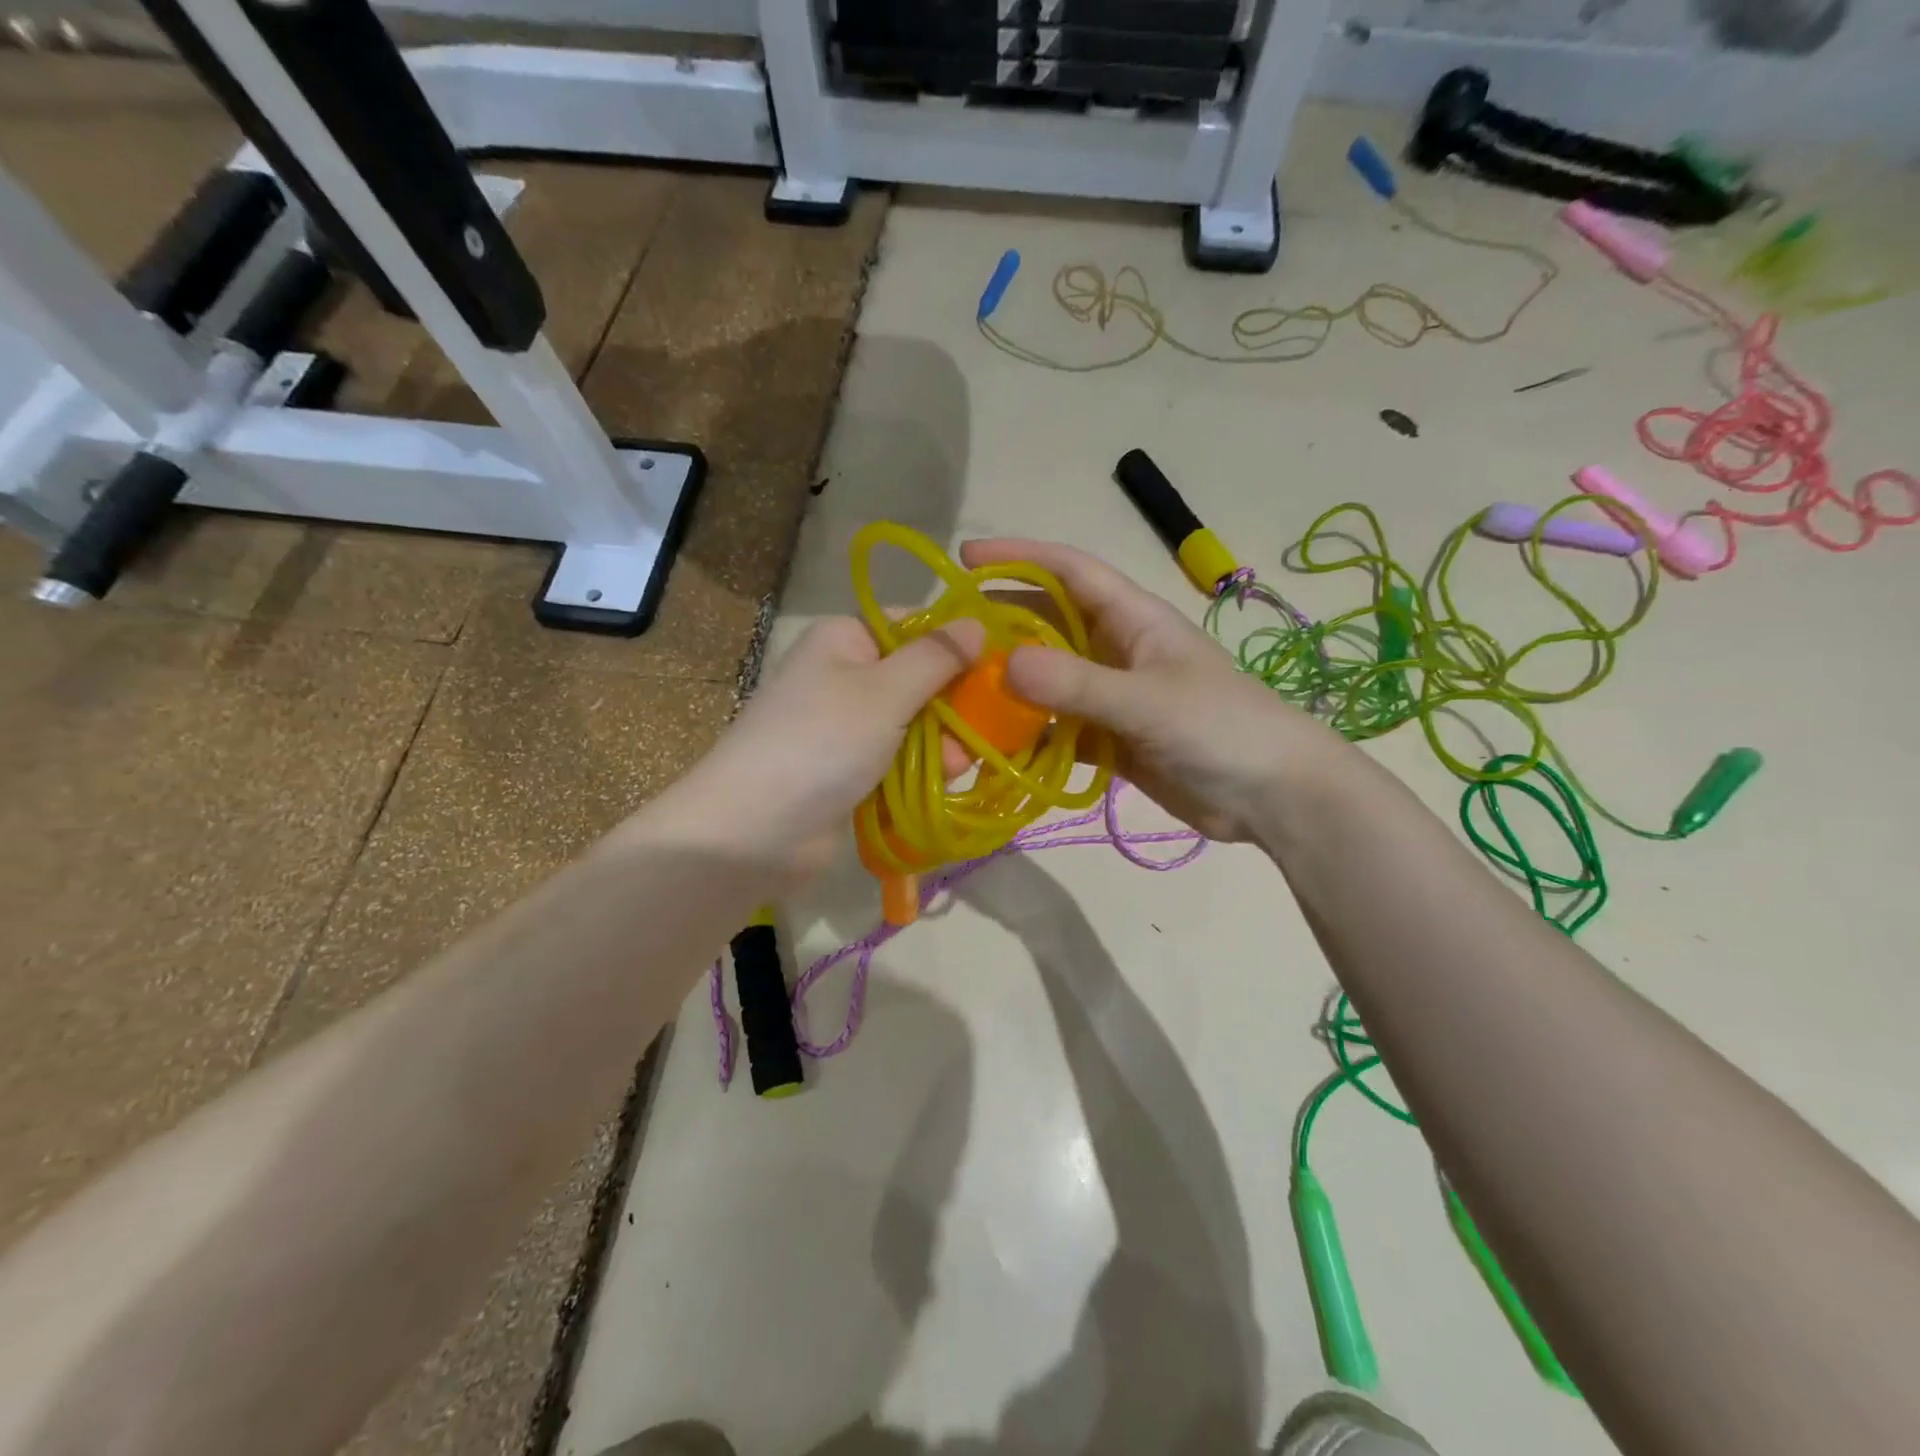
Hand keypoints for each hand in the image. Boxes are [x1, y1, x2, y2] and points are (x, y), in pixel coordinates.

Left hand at [651, 616, 979, 876]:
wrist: (752, 831)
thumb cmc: (821, 742)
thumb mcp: (884, 691)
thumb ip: (936, 658)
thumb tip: (978, 622)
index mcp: (845, 639)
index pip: (914, 626)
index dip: (957, 644)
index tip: (1001, 667)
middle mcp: (844, 675)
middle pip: (918, 678)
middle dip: (954, 704)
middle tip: (993, 726)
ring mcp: (845, 727)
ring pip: (913, 723)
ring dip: (942, 741)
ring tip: (962, 764)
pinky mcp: (849, 771)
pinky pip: (898, 759)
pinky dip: (921, 768)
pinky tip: (946, 781)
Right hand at [961, 538, 1340, 842]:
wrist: (1275, 796)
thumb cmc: (1222, 728)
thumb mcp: (1148, 701)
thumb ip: (1078, 685)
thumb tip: (1003, 666)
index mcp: (1134, 619)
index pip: (1070, 570)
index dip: (1019, 557)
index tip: (965, 557)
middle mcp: (1118, 650)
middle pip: (1049, 623)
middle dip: (1002, 624)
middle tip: (947, 637)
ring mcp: (1113, 697)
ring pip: (1049, 680)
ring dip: (1010, 686)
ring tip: (957, 693)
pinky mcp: (1111, 740)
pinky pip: (1058, 729)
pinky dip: (1029, 736)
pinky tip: (994, 747)